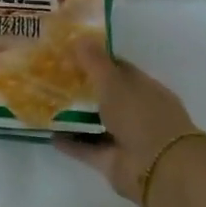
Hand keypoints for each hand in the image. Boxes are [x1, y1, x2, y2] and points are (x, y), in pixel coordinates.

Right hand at [60, 42, 202, 205]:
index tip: (71, 54)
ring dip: (75, 116)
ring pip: (96, 123)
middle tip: (52, 77)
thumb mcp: (115, 82)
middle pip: (107, 96)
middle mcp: (137, 112)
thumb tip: (79, 38)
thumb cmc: (141, 116)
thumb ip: (95, 62)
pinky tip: (48, 134)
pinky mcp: (113, 161)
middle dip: (83, 88)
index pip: (120, 69)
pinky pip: (87, 148)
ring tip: (46, 105)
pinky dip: (70, 143)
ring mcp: (126, 138)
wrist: (160, 168)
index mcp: (145, 88)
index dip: (97, 60)